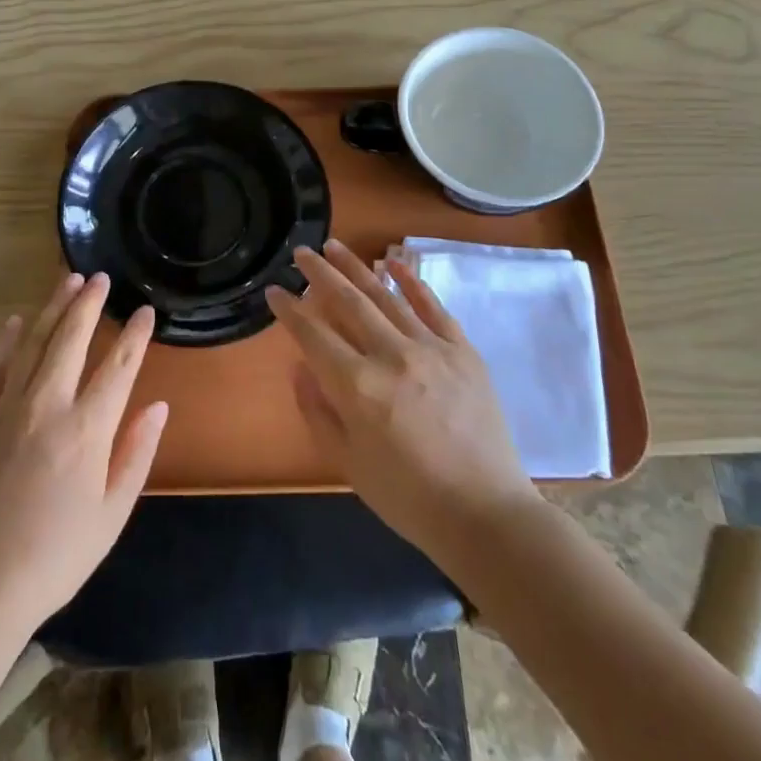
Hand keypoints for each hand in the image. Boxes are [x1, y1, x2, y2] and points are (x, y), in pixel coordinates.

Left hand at [0, 272, 167, 633]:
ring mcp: (7, 407)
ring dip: (52, 308)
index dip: (134, 335)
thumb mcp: (111, 515)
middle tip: (100, 276)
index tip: (145, 311)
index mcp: (87, 430)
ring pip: (33, 342)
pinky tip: (13, 321)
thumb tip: (158, 406)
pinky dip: (5, 340)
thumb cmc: (55, 556)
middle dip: (89, 303)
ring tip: (67, 279)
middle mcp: (48, 405)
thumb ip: (136, 454)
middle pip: (71, 339)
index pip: (118, 367)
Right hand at [264, 240, 538, 561]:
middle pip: (347, 302)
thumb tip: (299, 366)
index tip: (274, 290)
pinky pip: (432, 306)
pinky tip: (392, 261)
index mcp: (358, 386)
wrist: (486, 515)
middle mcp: (391, 355)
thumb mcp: (348, 463)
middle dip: (318, 274)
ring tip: (334, 245)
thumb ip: (318, 411)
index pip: (313, 335)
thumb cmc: (409, 497)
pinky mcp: (462, 350)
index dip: (289, 310)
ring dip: (356, 266)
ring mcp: (431, 348)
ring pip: (385, 295)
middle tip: (300, 252)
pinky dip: (410, 281)